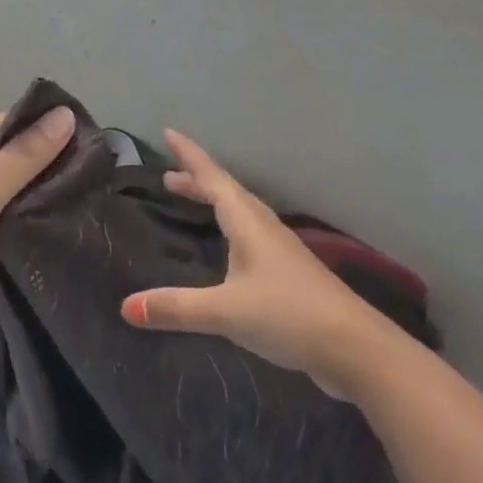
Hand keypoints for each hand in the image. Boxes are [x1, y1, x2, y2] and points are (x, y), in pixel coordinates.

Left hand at [0, 105, 74, 314]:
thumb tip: (67, 115)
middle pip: (6, 150)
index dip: (47, 137)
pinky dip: (9, 210)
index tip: (88, 157)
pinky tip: (40, 220)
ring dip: (26, 191)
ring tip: (72, 202)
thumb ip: (24, 157)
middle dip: (39, 167)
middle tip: (85, 184)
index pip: (10, 124)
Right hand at [121, 129, 361, 387]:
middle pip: (227, 192)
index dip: (190, 157)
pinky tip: (229, 249)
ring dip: (214, 202)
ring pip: (241, 213)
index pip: (213, 179)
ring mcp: (281, 251)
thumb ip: (176, 308)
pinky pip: (251, 235)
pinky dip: (230, 228)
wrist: (356, 349)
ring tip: (192, 201)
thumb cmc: (288, 315)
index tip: (169, 133)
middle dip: (197, 181)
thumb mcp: (225, 312)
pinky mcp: (290, 275)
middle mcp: (264, 228)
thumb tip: (125, 307)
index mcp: (248, 223)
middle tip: (168, 176)